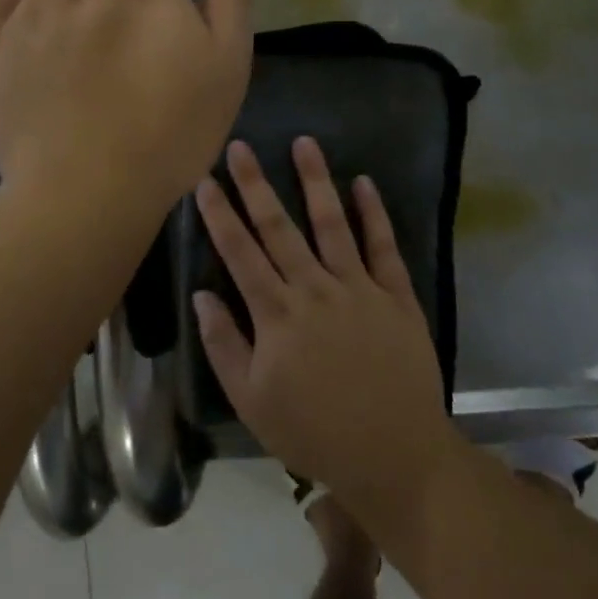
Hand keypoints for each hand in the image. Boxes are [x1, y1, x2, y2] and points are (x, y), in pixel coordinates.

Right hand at [193, 137, 455, 513]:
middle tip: (240, 146)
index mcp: (276, 314)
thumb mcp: (252, 401)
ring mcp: (359, 288)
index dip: (219, 215)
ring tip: (304, 143)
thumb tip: (201, 294)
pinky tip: (363, 182)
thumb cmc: (314, 432)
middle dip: (255, 184)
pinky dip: (374, 213)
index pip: (239, 253)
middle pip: (278, 227)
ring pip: (332, 223)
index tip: (205, 180)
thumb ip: (224, 345)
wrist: (395, 455)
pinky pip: (384, 246)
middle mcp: (314, 288)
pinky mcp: (396, 296)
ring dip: (315, 181)